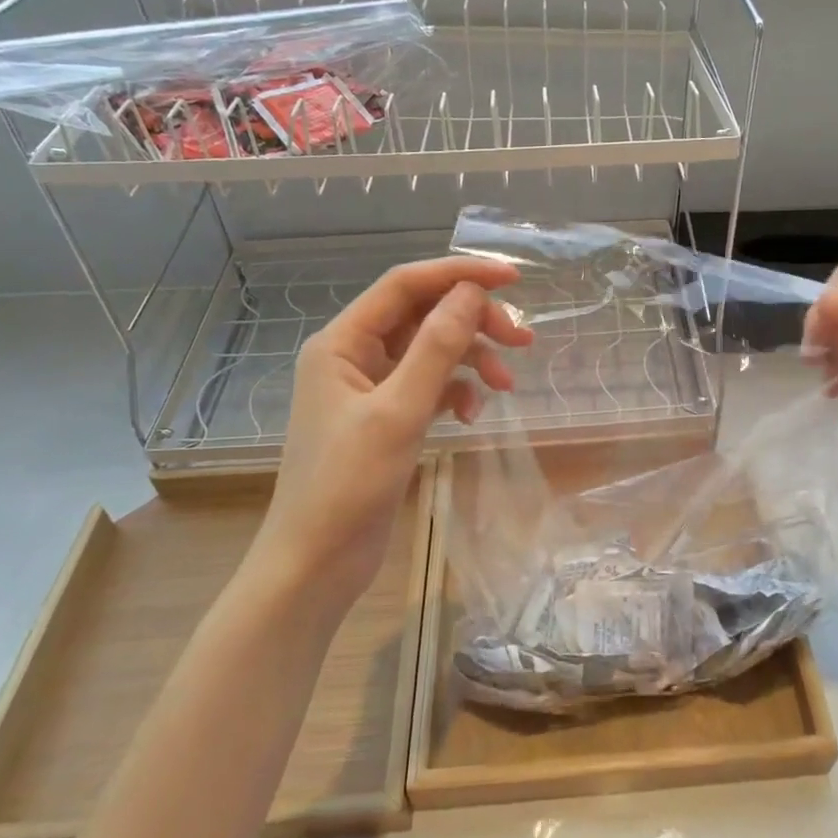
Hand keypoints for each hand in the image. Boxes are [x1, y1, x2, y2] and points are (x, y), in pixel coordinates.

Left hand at [258, 257, 533, 606]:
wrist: (315, 564)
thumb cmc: (347, 485)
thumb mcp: (398, 411)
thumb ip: (436, 348)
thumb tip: (471, 293)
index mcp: (342, 342)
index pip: (405, 285)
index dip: (458, 274)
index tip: (513, 278)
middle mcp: (354, 355)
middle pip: (423, 316)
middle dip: (473, 322)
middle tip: (522, 340)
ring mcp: (370, 388)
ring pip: (431, 351)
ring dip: (470, 359)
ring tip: (506, 383)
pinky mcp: (386, 418)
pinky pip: (430, 386)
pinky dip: (456, 392)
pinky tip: (474, 414)